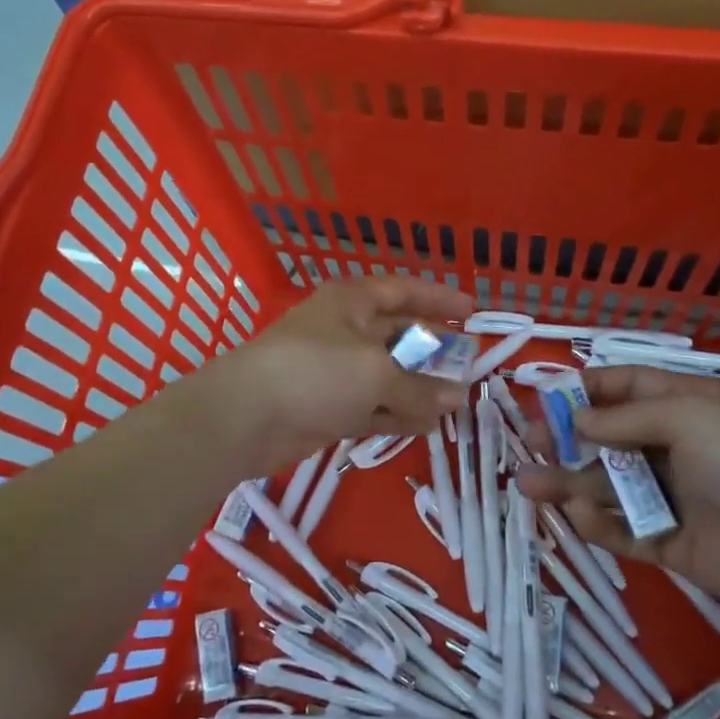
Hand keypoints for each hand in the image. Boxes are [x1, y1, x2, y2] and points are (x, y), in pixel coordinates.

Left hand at [203, 276, 473, 474]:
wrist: (246, 416)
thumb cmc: (316, 373)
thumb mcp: (377, 374)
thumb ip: (420, 387)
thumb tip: (458, 397)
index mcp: (354, 301)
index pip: (405, 291)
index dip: (439, 299)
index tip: (473, 313)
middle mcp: (346, 329)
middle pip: (399, 334)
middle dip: (432, 351)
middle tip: (468, 367)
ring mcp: (335, 370)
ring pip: (387, 375)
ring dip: (418, 389)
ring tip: (454, 404)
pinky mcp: (328, 405)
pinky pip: (372, 406)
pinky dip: (396, 415)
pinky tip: (425, 427)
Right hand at [515, 367, 719, 624]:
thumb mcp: (688, 417)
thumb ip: (626, 420)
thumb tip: (578, 419)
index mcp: (687, 406)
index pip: (629, 388)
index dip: (588, 389)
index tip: (547, 396)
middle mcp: (676, 447)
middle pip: (610, 438)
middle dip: (568, 438)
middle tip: (529, 443)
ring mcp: (672, 497)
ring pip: (608, 486)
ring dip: (568, 481)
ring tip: (526, 484)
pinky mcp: (670, 543)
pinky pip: (624, 530)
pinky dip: (597, 522)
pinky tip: (576, 512)